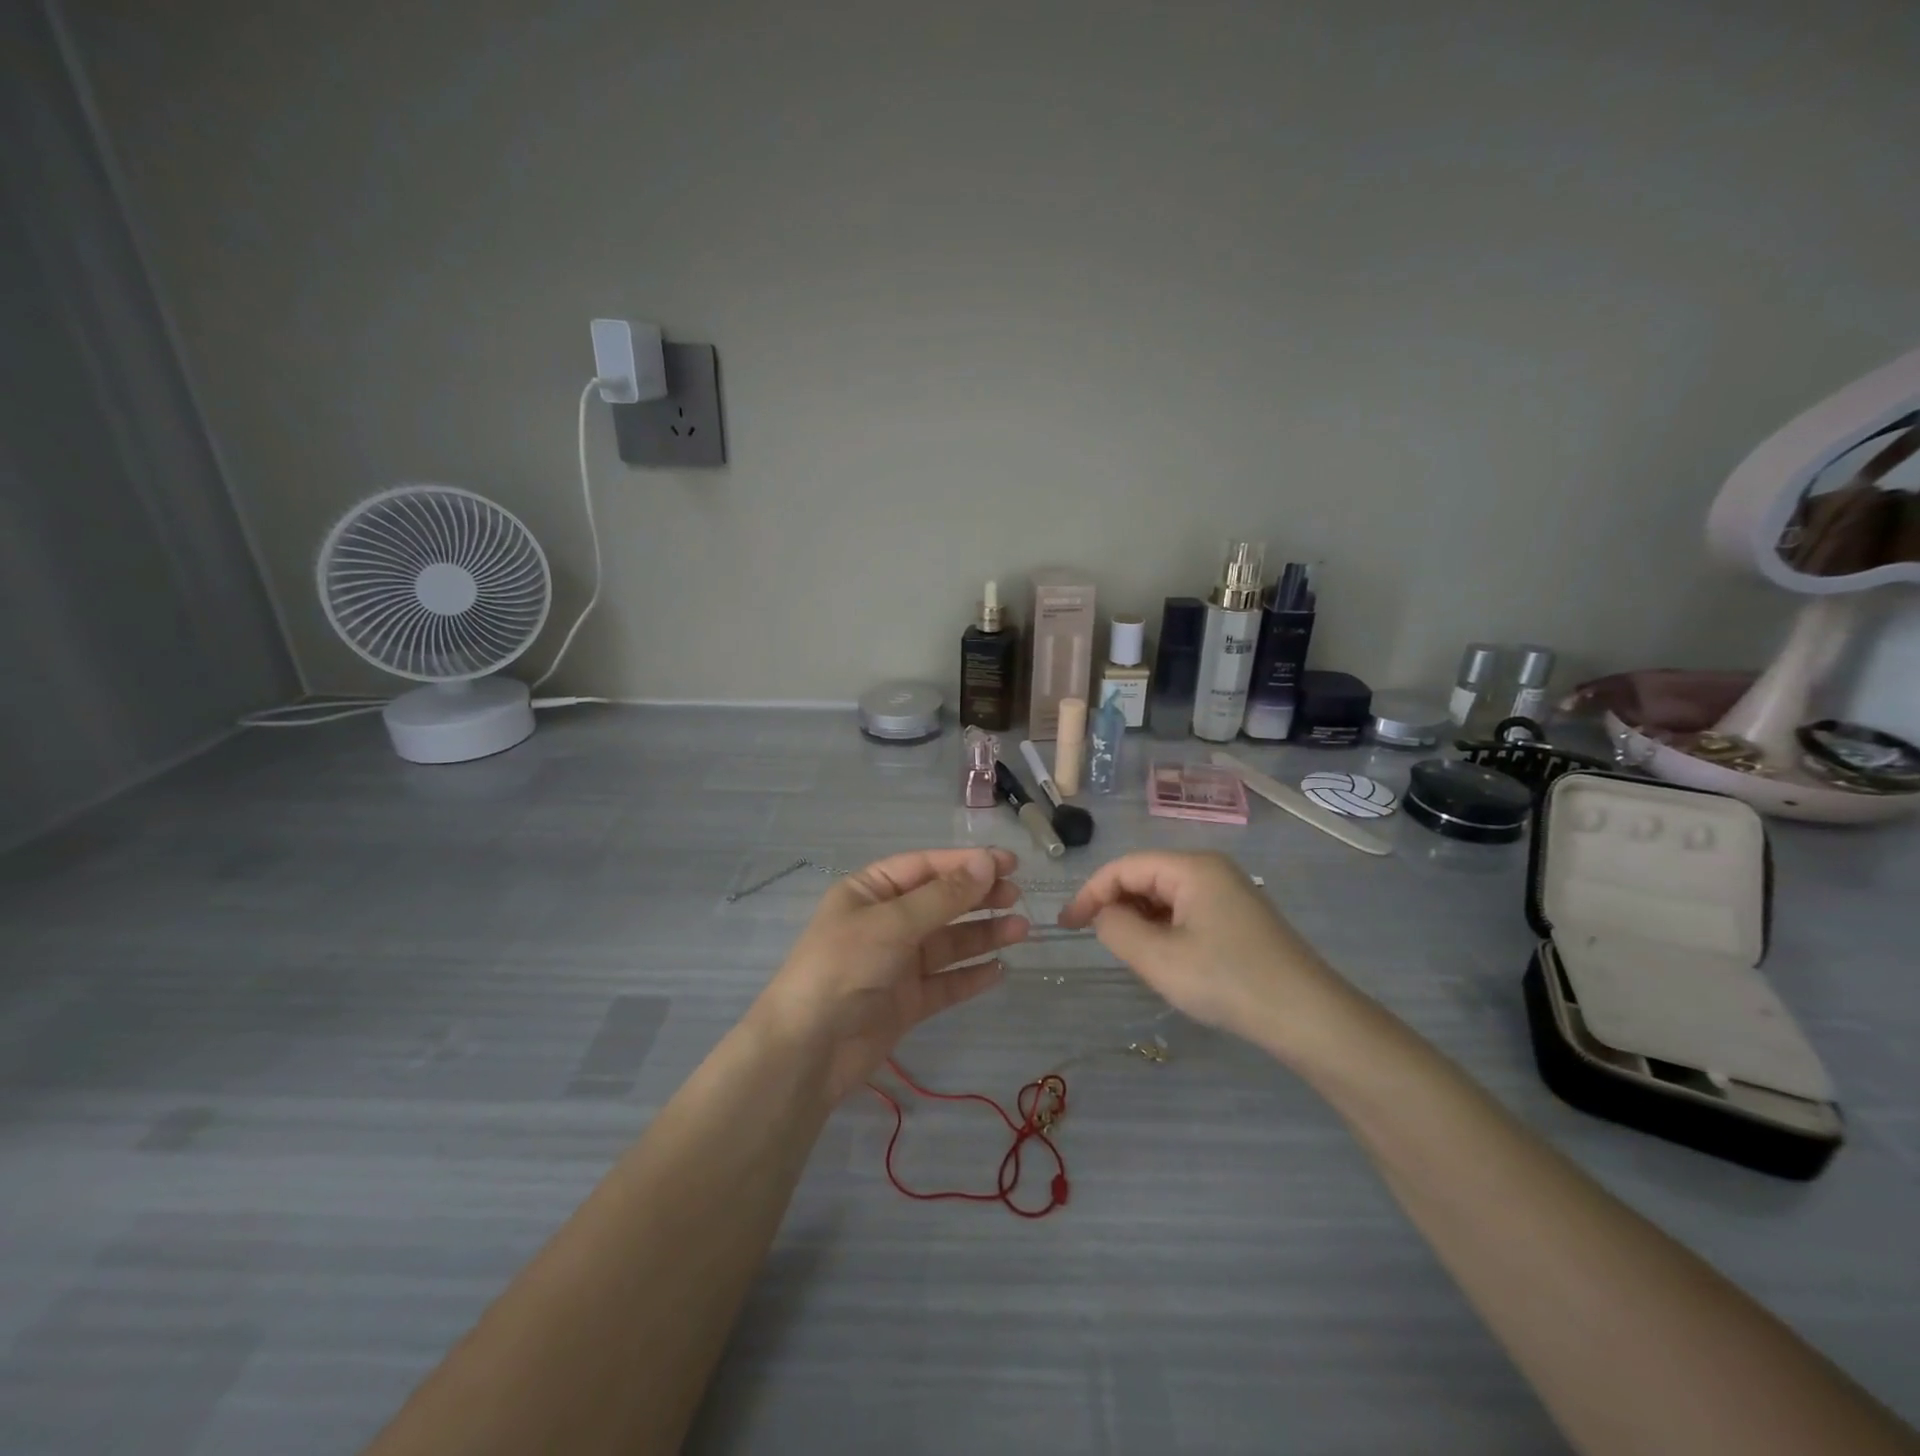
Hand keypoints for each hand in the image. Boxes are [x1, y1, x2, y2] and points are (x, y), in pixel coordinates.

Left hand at [754, 848, 1029, 1100]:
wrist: (808, 1050)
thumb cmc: (843, 967)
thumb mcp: (892, 923)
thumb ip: (943, 897)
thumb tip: (987, 863)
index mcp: (870, 892)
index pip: (925, 867)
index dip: (966, 862)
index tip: (1009, 862)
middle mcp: (885, 923)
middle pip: (940, 903)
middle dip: (978, 898)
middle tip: (1017, 897)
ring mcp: (897, 963)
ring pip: (948, 943)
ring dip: (983, 935)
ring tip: (1021, 931)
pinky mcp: (907, 1001)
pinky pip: (946, 982)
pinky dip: (971, 976)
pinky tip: (1000, 970)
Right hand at [1057, 851, 1354, 1054]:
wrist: (1308, 1017)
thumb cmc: (1228, 981)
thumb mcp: (1159, 959)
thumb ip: (1116, 929)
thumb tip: (1103, 915)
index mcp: (1191, 868)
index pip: (1124, 867)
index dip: (1090, 893)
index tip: (1066, 927)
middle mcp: (1210, 869)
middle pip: (1145, 876)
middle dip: (1116, 906)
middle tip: (1102, 946)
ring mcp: (1228, 892)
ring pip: (1165, 896)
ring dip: (1141, 921)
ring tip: (1134, 957)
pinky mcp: (1239, 917)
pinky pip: (1186, 911)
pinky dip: (1164, 929)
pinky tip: (1166, 959)